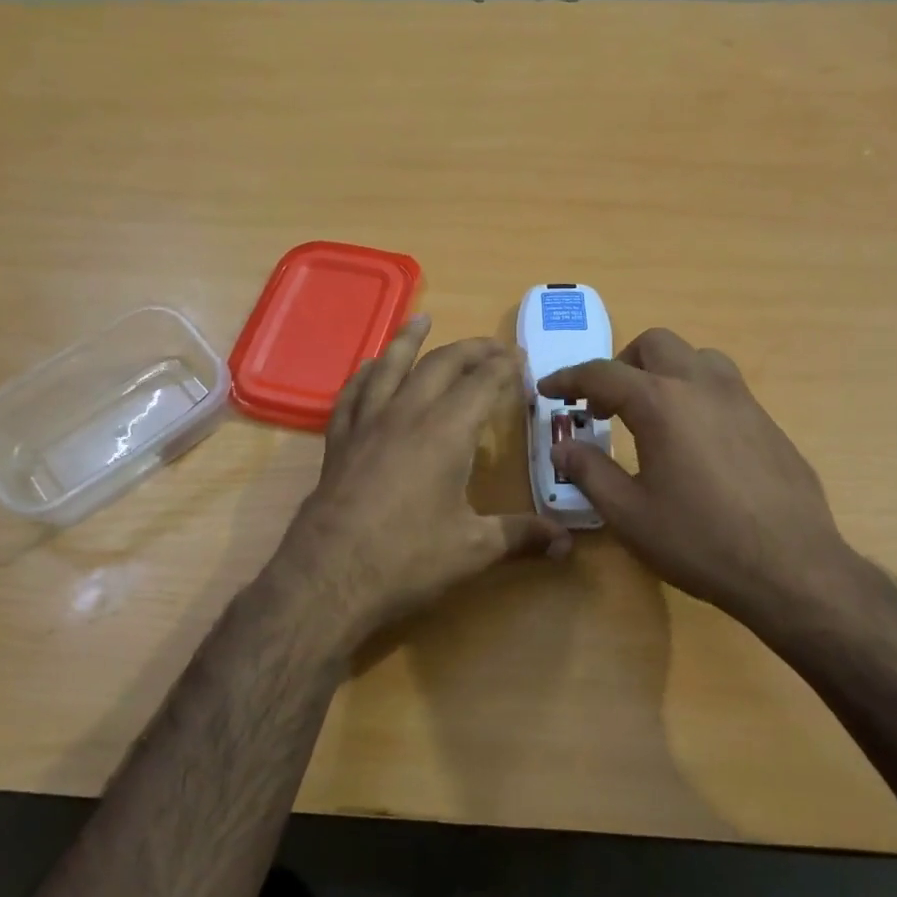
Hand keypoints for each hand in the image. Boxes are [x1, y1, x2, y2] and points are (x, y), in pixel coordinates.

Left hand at [279, 316, 569, 643]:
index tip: (520, 358)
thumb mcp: (473, 549)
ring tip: (422, 319)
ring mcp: (367, 425)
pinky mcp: (339, 442)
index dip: (504, 368)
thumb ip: (521, 536)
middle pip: (441, 366)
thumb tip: (567, 544)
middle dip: (470, 350)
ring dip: (409, 340)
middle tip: (491, 346)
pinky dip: (365, 374)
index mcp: (446, 432)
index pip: (482, 384)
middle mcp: (407, 415)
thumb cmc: (407, 559)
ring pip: (390, 367)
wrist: (329, 576)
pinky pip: (352, 394)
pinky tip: (370, 368)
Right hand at [539, 329, 867, 635]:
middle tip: (605, 404)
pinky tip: (694, 441)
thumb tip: (564, 447)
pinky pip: (724, 387)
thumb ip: (589, 472)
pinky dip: (695, 394)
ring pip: (697, 357)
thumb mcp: (628, 514)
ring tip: (652, 413)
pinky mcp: (767, 421)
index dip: (568, 378)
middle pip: (655, 344)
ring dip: (664, 371)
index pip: (601, 373)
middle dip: (621, 364)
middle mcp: (702, 386)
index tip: (548, 389)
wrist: (791, 568)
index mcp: (660, 402)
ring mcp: (742, 400)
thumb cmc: (699, 541)